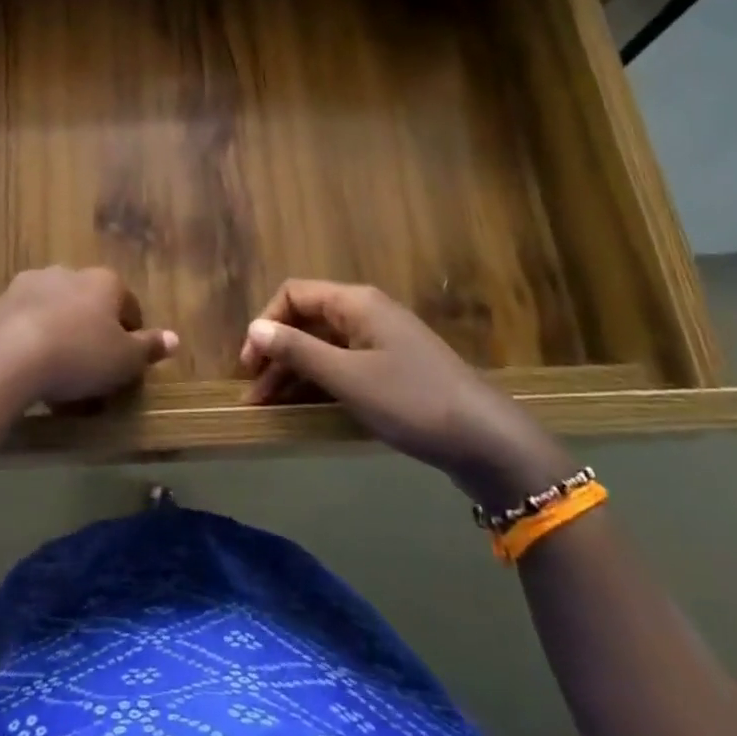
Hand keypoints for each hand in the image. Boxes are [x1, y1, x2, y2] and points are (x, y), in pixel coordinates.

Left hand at [0, 267, 177, 411]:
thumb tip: (174, 338)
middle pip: (88, 304)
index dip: (131, 334)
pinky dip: (30, 341)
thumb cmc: (78, 355)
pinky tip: (28, 371)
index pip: (128, 304)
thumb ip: (149, 348)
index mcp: (103, 281)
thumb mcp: (124, 360)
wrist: (5, 356)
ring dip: (59, 333)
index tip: (126, 363)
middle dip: (91, 331)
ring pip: (54, 310)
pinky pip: (24, 323)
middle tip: (91, 370)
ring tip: (57, 375)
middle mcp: (67, 273)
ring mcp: (29, 285)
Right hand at [240, 280, 573, 506]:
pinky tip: (304, 407)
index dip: (265, 324)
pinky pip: (343, 365)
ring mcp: (381, 341)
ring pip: (323, 347)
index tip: (250, 364)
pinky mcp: (391, 369)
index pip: (293, 294)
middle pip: (306, 321)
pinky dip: (319, 382)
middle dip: (276, 353)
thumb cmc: (411, 401)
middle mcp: (366, 313)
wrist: (486, 440)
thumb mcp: (347, 378)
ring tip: (270, 408)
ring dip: (294, 372)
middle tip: (254, 395)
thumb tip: (254, 328)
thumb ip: (298, 351)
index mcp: (355, 303)